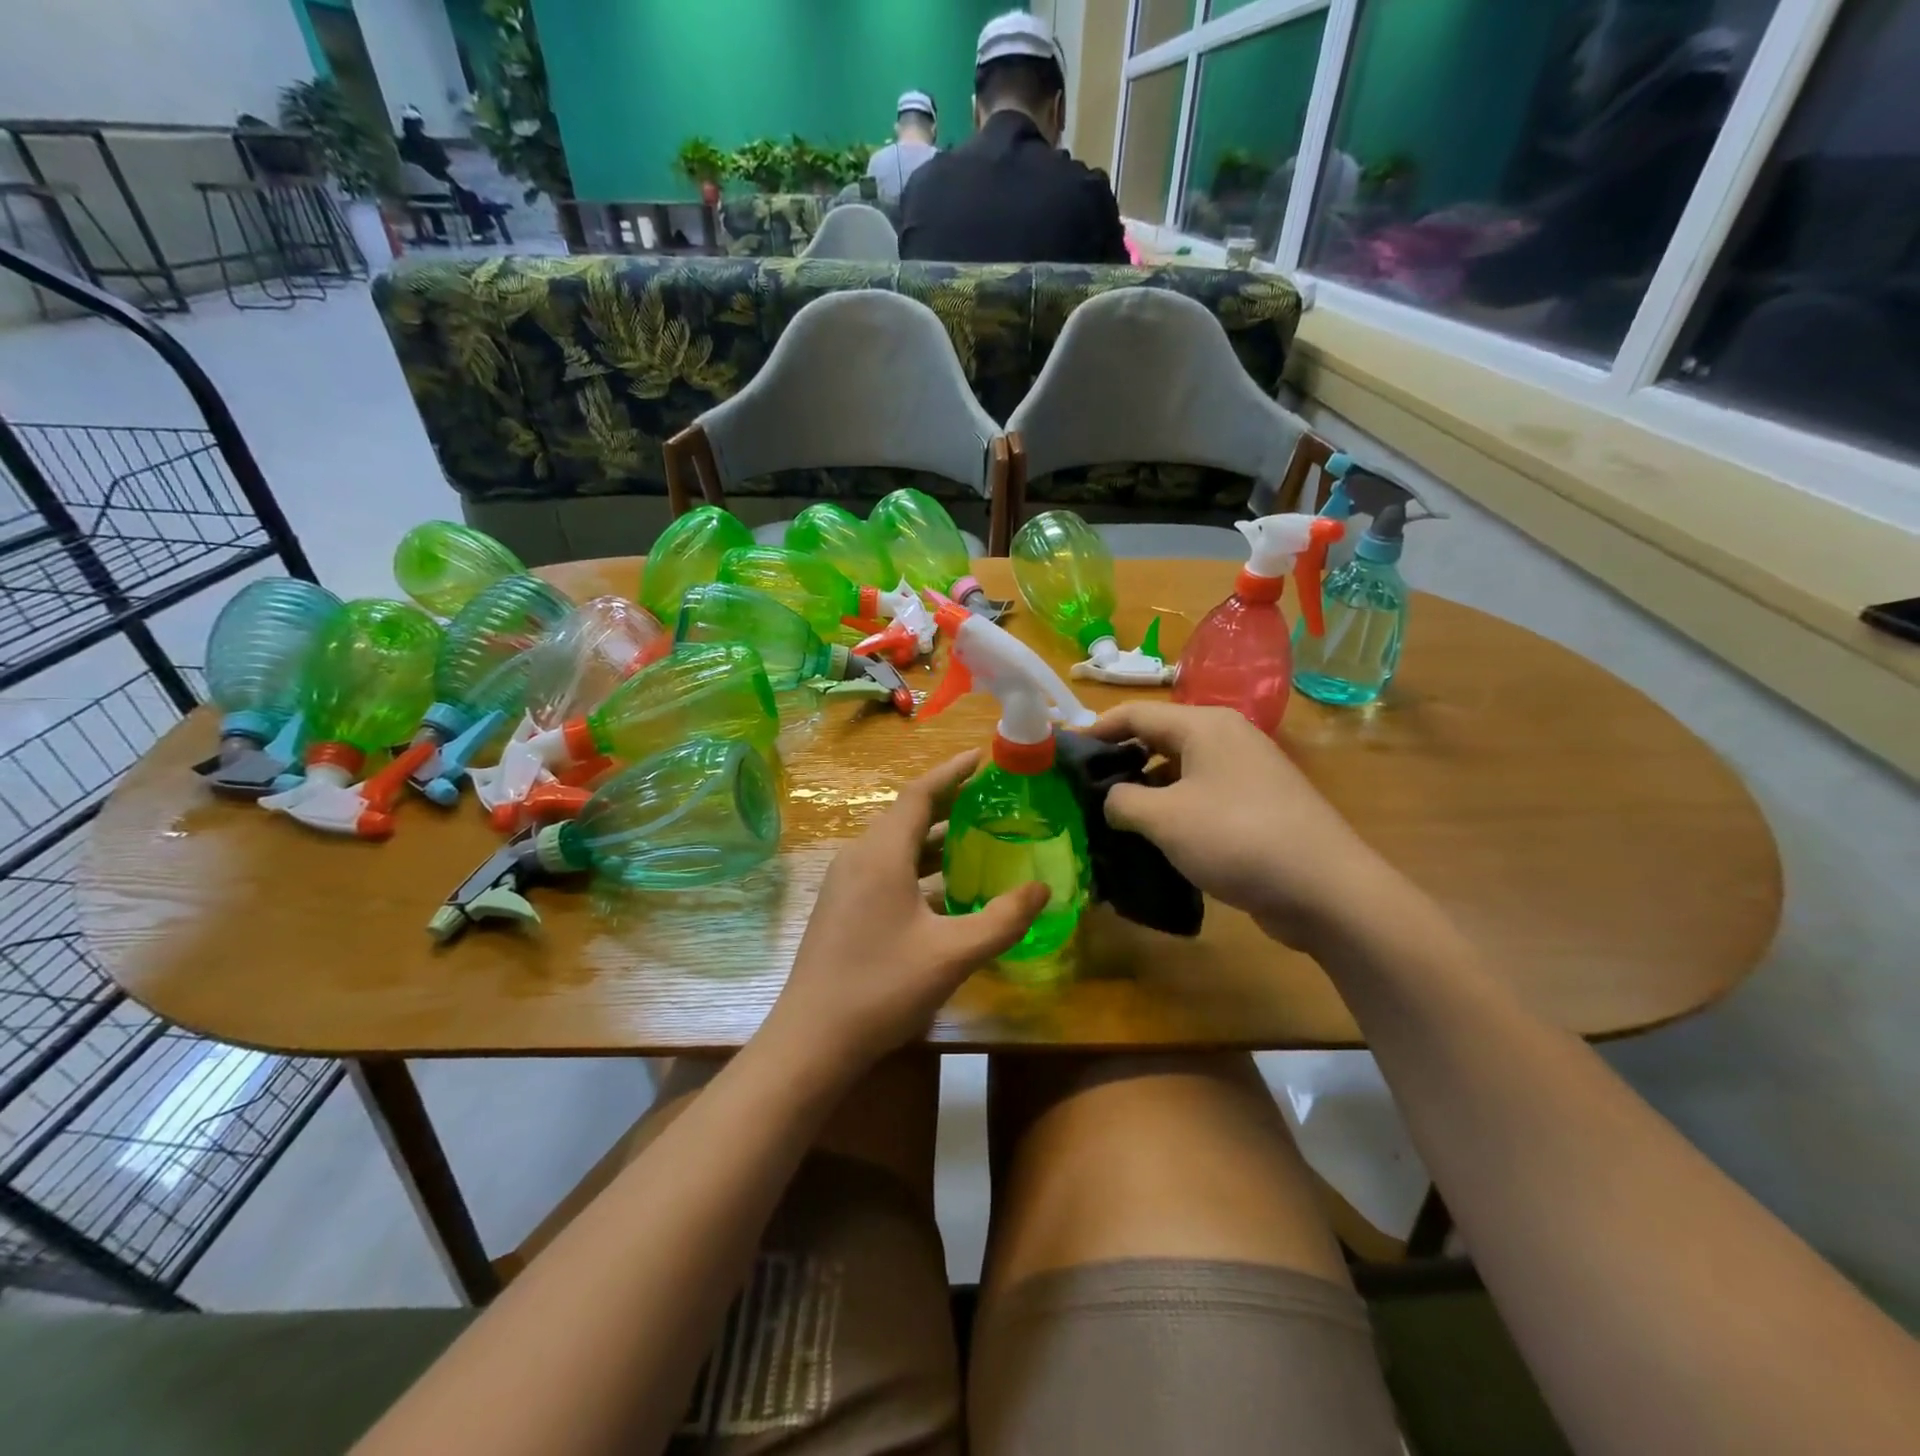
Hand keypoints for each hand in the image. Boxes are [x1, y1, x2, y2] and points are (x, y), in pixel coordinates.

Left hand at [763, 751, 1047, 1074]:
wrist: (812, 1040)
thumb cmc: (883, 987)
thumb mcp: (953, 954)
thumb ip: (1002, 919)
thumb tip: (1043, 889)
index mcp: (881, 854)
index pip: (919, 794)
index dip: (952, 772)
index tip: (982, 757)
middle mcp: (858, 857)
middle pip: (906, 815)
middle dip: (948, 804)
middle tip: (991, 801)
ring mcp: (844, 883)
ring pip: (895, 846)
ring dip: (934, 839)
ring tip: (977, 841)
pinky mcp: (840, 908)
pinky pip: (885, 869)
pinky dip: (917, 867)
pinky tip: (944, 892)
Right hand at [1088, 701, 1396, 947]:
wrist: (1324, 889)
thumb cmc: (1236, 838)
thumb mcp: (1164, 818)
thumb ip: (1122, 801)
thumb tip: (1112, 800)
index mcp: (1205, 726)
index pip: (1137, 713)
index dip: (1097, 729)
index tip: (1065, 752)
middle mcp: (1227, 739)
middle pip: (1159, 740)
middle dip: (1120, 762)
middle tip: (1083, 790)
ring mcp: (1246, 774)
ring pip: (1180, 772)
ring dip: (1146, 792)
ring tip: (1111, 820)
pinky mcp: (1257, 807)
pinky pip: (1202, 798)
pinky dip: (1174, 812)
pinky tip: (1154, 840)